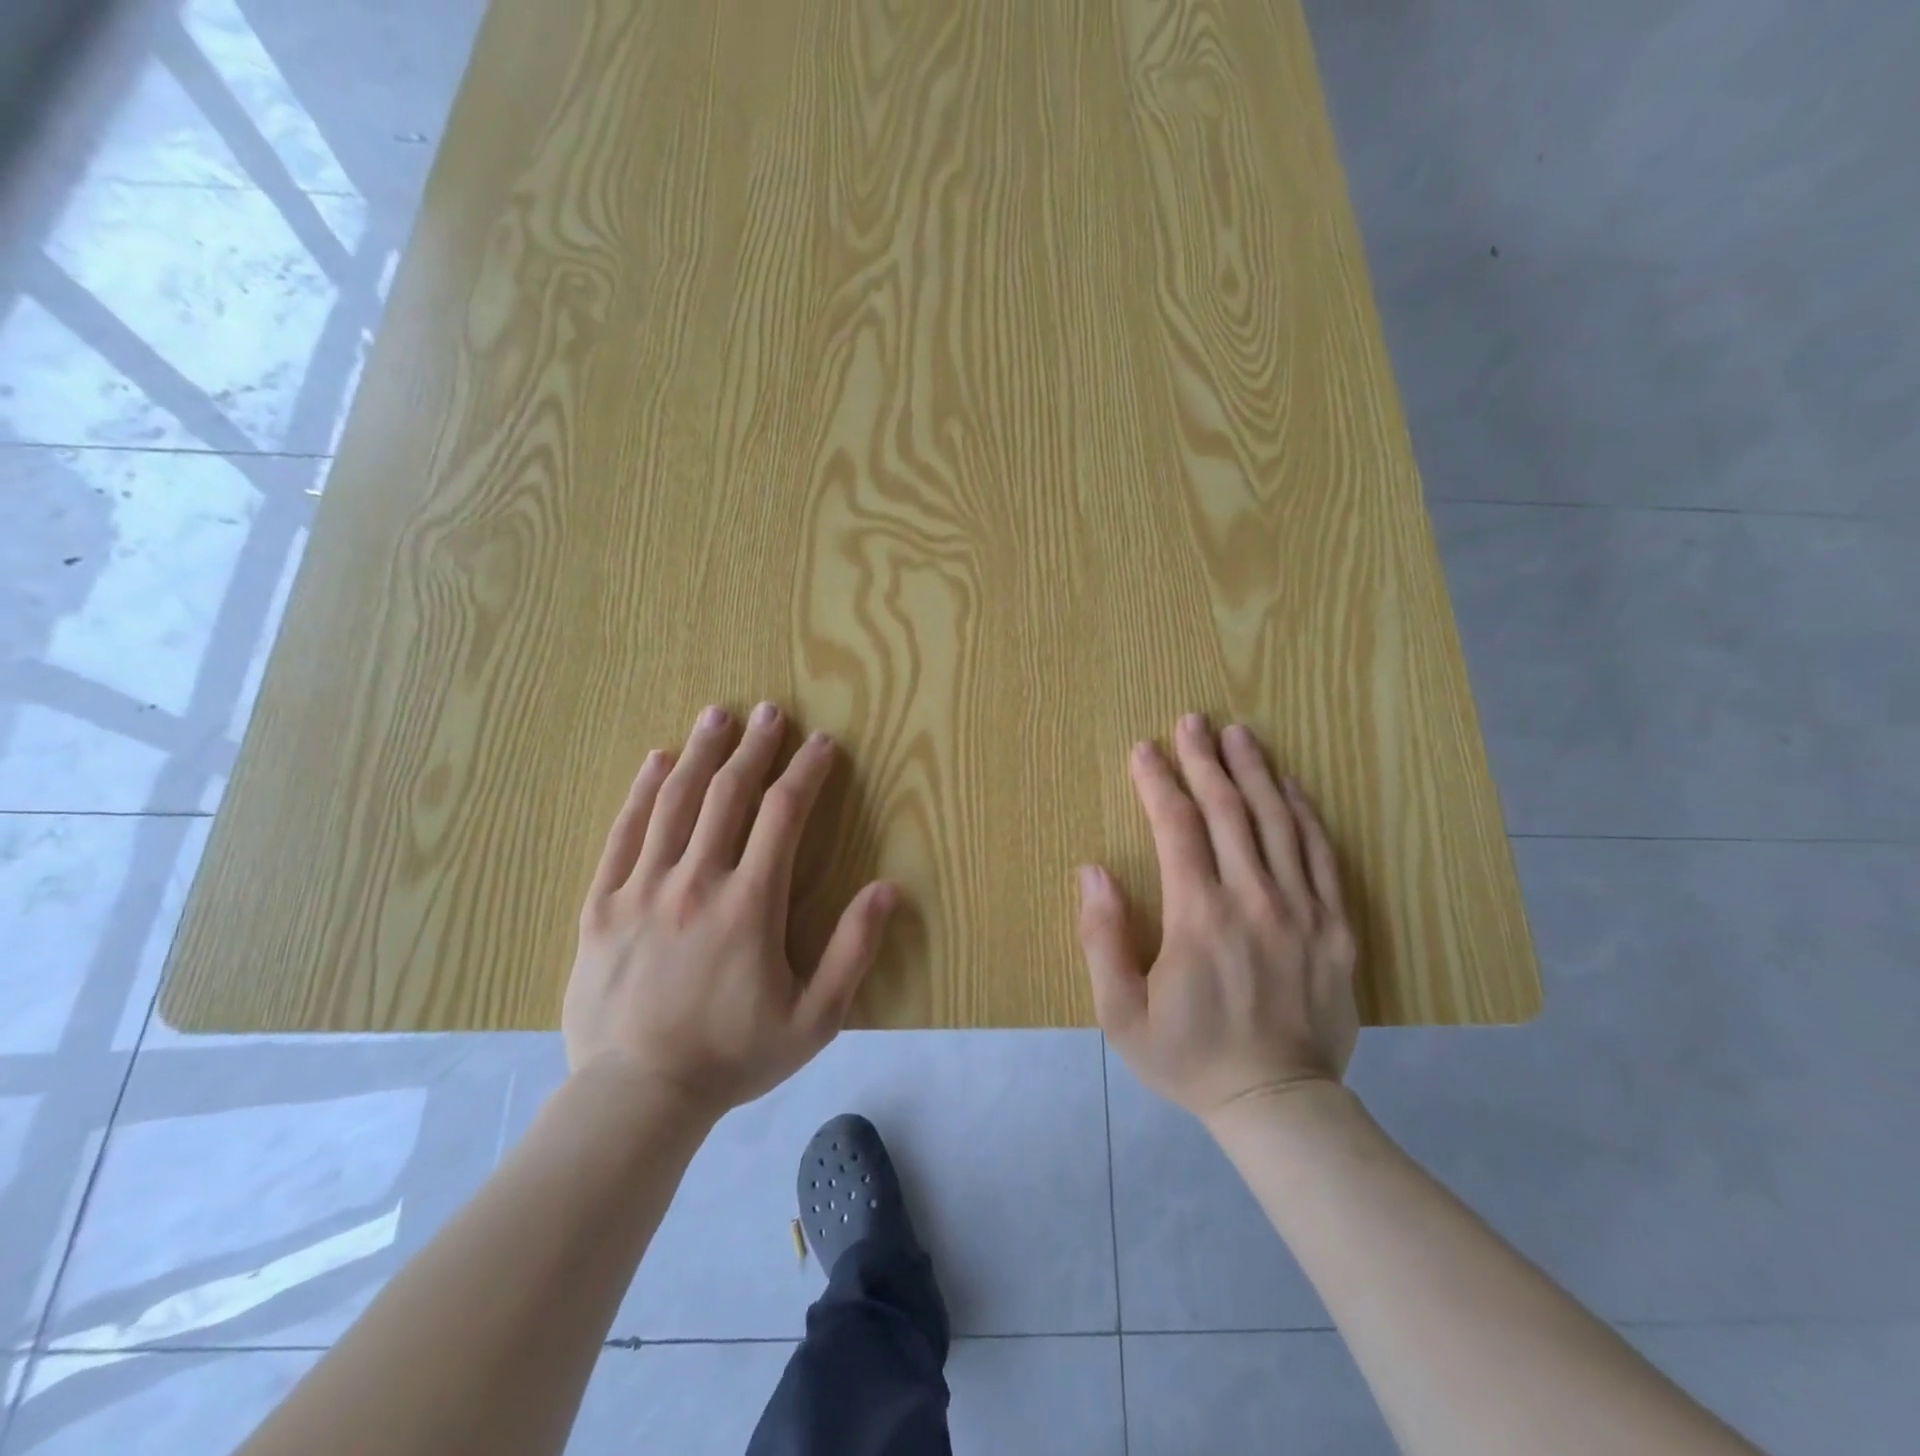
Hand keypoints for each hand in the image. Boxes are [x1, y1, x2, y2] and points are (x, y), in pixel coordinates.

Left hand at [564, 703, 897, 1117]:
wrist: (636, 1097)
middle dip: (754, 747)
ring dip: (701, 753)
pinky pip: (622, 834)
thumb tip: (887, 888)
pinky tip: (656, 761)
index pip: (784, 814)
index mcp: (749, 904)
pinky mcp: (602, 905)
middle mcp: (696, 881)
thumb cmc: (734, 1056)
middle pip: (728, 794)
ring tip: (717, 716)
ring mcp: (642, 890)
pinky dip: (641, 792)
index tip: (822, 744)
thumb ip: (853, 950)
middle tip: (769, 711)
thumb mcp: (815, 1018)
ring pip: (675, 803)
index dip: (806, 772)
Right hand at [1077, 715, 1358, 1122]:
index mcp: (1199, 915)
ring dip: (1255, 772)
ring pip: (1278, 822)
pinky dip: (1304, 814)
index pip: (1176, 826)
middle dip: (1206, 760)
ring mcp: (1302, 910)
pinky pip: (1322, 855)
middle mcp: (1253, 899)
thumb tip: (1093, 871)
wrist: (1279, 1104)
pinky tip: (1291, 787)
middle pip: (1228, 810)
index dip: (1158, 781)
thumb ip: (1102, 938)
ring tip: (1240, 735)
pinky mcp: (1337, 926)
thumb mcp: (1121, 1013)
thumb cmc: (1189, 1057)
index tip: (1144, 749)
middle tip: (1193, 720)